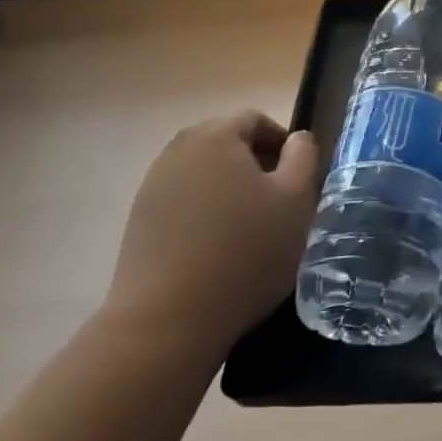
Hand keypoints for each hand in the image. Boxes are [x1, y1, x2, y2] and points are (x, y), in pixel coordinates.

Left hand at [102, 111, 317, 360]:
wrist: (167, 321)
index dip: (282, 142)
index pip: (255, 119)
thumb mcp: (296, 200)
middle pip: (225, 143)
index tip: (298, 176)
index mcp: (216, 136)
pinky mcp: (138, 221)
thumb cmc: (245, 252)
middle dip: (255, 164)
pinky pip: (182, 201)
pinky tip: (217, 247)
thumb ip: (303, 157)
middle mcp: (177, 151)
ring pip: (203, 173)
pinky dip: (204, 212)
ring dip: (229, 189)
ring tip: (250, 226)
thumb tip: (297, 138)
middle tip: (278, 201)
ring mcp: (152, 186)